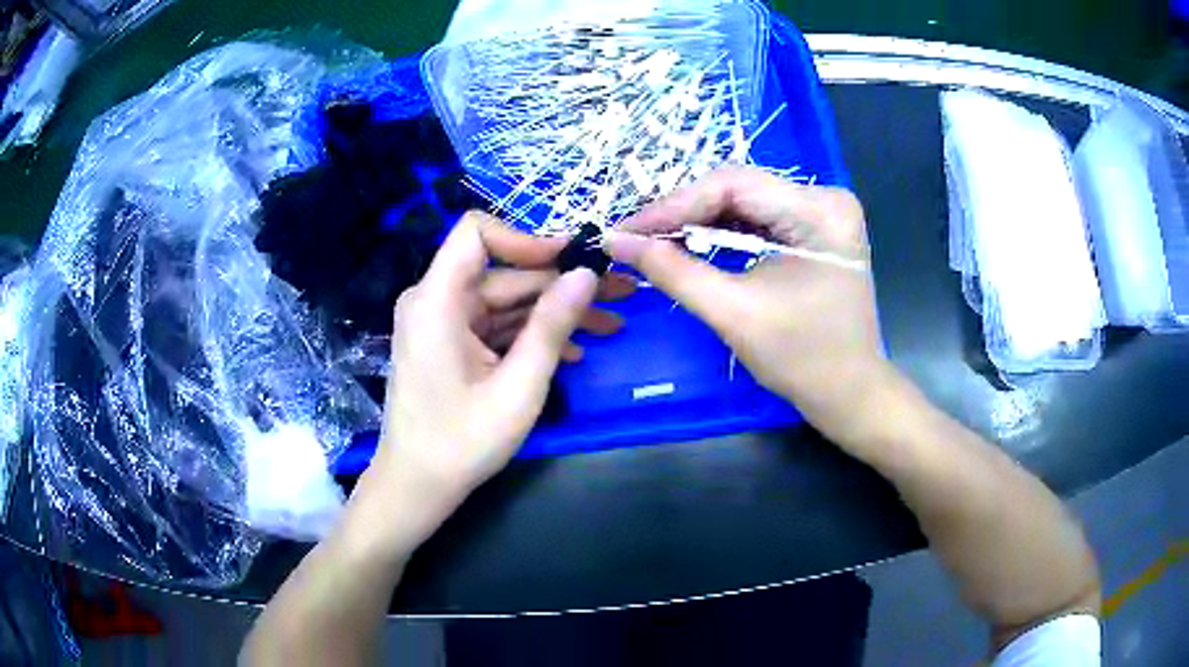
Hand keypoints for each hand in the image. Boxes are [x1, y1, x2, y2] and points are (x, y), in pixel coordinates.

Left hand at [361, 212, 632, 535]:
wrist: (417, 486)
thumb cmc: (461, 443)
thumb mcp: (517, 387)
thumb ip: (551, 326)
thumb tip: (587, 274)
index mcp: (437, 300)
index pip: (477, 232)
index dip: (528, 239)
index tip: (575, 260)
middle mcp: (436, 300)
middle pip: (503, 272)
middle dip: (561, 284)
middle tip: (619, 295)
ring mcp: (444, 323)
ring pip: (506, 300)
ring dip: (555, 312)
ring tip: (611, 324)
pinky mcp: (453, 344)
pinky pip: (497, 325)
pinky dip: (532, 334)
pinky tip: (574, 350)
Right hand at [604, 166, 888, 444]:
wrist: (848, 393)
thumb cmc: (801, 359)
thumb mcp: (733, 312)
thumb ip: (672, 271)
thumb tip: (616, 240)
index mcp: (818, 211)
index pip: (733, 184)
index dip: (674, 205)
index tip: (627, 229)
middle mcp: (825, 198)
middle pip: (738, 189)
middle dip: (683, 213)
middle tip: (636, 236)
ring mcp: (821, 212)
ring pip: (744, 202)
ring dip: (698, 221)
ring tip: (654, 240)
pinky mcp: (814, 229)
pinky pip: (758, 219)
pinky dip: (722, 232)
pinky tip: (690, 243)